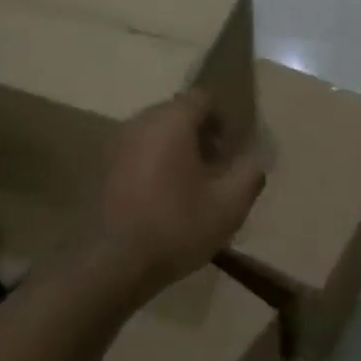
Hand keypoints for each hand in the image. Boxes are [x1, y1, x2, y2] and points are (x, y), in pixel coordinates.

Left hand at [87, 90, 267, 296]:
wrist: (115, 261)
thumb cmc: (177, 226)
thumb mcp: (229, 205)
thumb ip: (249, 174)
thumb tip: (256, 158)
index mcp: (171, 121)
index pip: (202, 98)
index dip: (223, 120)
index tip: (232, 151)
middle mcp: (140, 122)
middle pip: (177, 112)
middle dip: (201, 134)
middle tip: (217, 169)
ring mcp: (117, 144)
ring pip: (156, 132)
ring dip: (177, 148)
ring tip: (193, 184)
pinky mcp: (104, 167)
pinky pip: (138, 150)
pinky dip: (156, 161)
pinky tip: (165, 195)